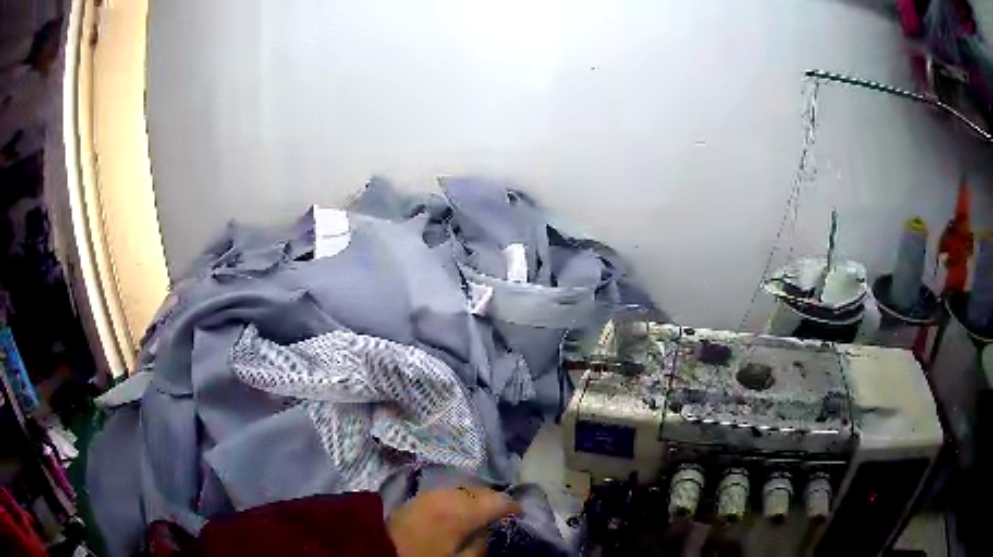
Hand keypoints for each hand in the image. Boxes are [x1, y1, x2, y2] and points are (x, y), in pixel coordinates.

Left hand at [387, 487, 521, 556]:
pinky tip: (461, 509)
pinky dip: (461, 497)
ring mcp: (432, 492)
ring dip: (478, 497)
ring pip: (465, 488)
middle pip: (482, 490)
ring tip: (484, 512)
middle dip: (495, 500)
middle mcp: (449, 494)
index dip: (513, 506)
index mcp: (462, 510)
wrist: (378, 550)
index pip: (497, 500)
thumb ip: (480, 546)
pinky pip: (449, 491)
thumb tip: (491, 531)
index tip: (521, 515)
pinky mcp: (419, 496)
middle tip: (504, 514)